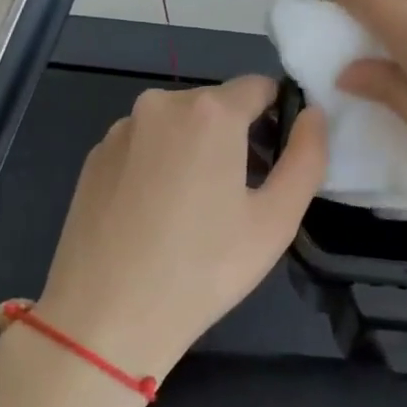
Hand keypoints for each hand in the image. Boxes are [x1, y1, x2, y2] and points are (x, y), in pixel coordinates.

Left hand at [25, 76, 327, 379]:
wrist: (105, 320)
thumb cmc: (203, 269)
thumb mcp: (276, 219)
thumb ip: (307, 156)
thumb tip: (313, 114)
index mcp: (209, 112)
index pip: (260, 87)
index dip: (279, 117)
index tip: (279, 162)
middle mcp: (160, 104)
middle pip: (217, 105)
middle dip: (238, 136)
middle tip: (242, 197)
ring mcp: (120, 130)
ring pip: (178, 126)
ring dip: (198, 150)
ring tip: (197, 212)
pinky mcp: (94, 158)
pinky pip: (144, 146)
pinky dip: (160, 165)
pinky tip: (157, 216)